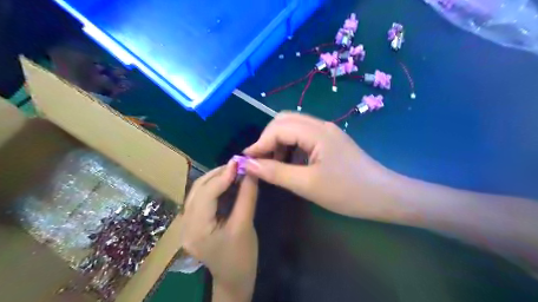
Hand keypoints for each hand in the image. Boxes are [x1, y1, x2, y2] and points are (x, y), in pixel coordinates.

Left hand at [181, 159, 257, 300]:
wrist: (234, 280)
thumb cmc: (242, 257)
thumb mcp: (245, 225)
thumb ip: (247, 196)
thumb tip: (251, 171)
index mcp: (197, 230)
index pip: (206, 194)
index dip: (223, 175)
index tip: (238, 162)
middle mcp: (186, 225)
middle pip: (198, 190)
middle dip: (218, 174)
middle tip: (237, 165)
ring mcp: (187, 224)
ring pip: (198, 192)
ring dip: (216, 179)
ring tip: (234, 171)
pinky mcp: (194, 223)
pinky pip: (202, 199)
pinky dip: (215, 187)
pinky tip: (228, 182)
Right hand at [244, 114, 398, 219]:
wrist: (384, 196)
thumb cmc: (347, 192)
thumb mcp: (307, 184)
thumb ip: (276, 172)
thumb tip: (248, 164)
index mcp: (316, 132)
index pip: (278, 128)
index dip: (260, 143)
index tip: (246, 160)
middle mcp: (320, 125)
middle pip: (284, 121)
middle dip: (268, 138)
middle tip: (260, 160)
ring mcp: (327, 132)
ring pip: (294, 127)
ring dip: (279, 141)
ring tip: (273, 163)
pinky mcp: (330, 141)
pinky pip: (304, 136)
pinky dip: (291, 145)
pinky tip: (290, 162)